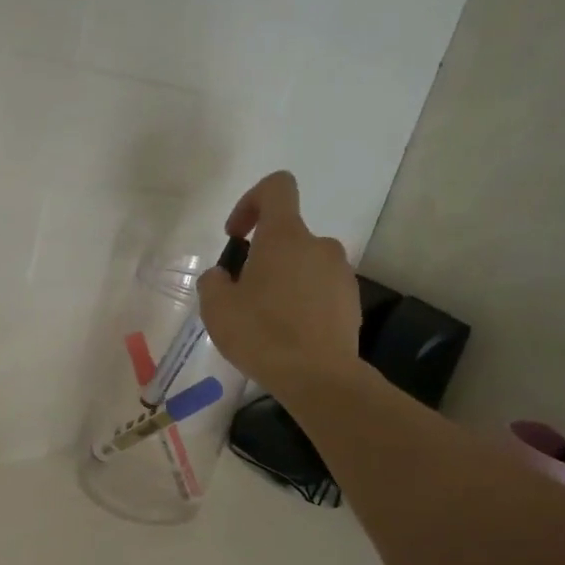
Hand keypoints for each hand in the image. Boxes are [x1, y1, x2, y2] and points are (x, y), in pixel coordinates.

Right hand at [198, 171, 362, 396]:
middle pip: (287, 235)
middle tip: (243, 295)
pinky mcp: (351, 301)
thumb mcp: (216, 309)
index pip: (277, 187)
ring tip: (266, 320)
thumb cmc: (262, 335)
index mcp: (285, 236)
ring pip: (304, 265)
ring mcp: (340, 273)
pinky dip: (303, 302)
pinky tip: (288, 335)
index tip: (237, 236)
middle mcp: (319, 245)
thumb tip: (222, 276)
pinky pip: (320, 290)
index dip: (251, 201)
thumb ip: (213, 282)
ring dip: (284, 281)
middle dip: (263, 258)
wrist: (318, 377)